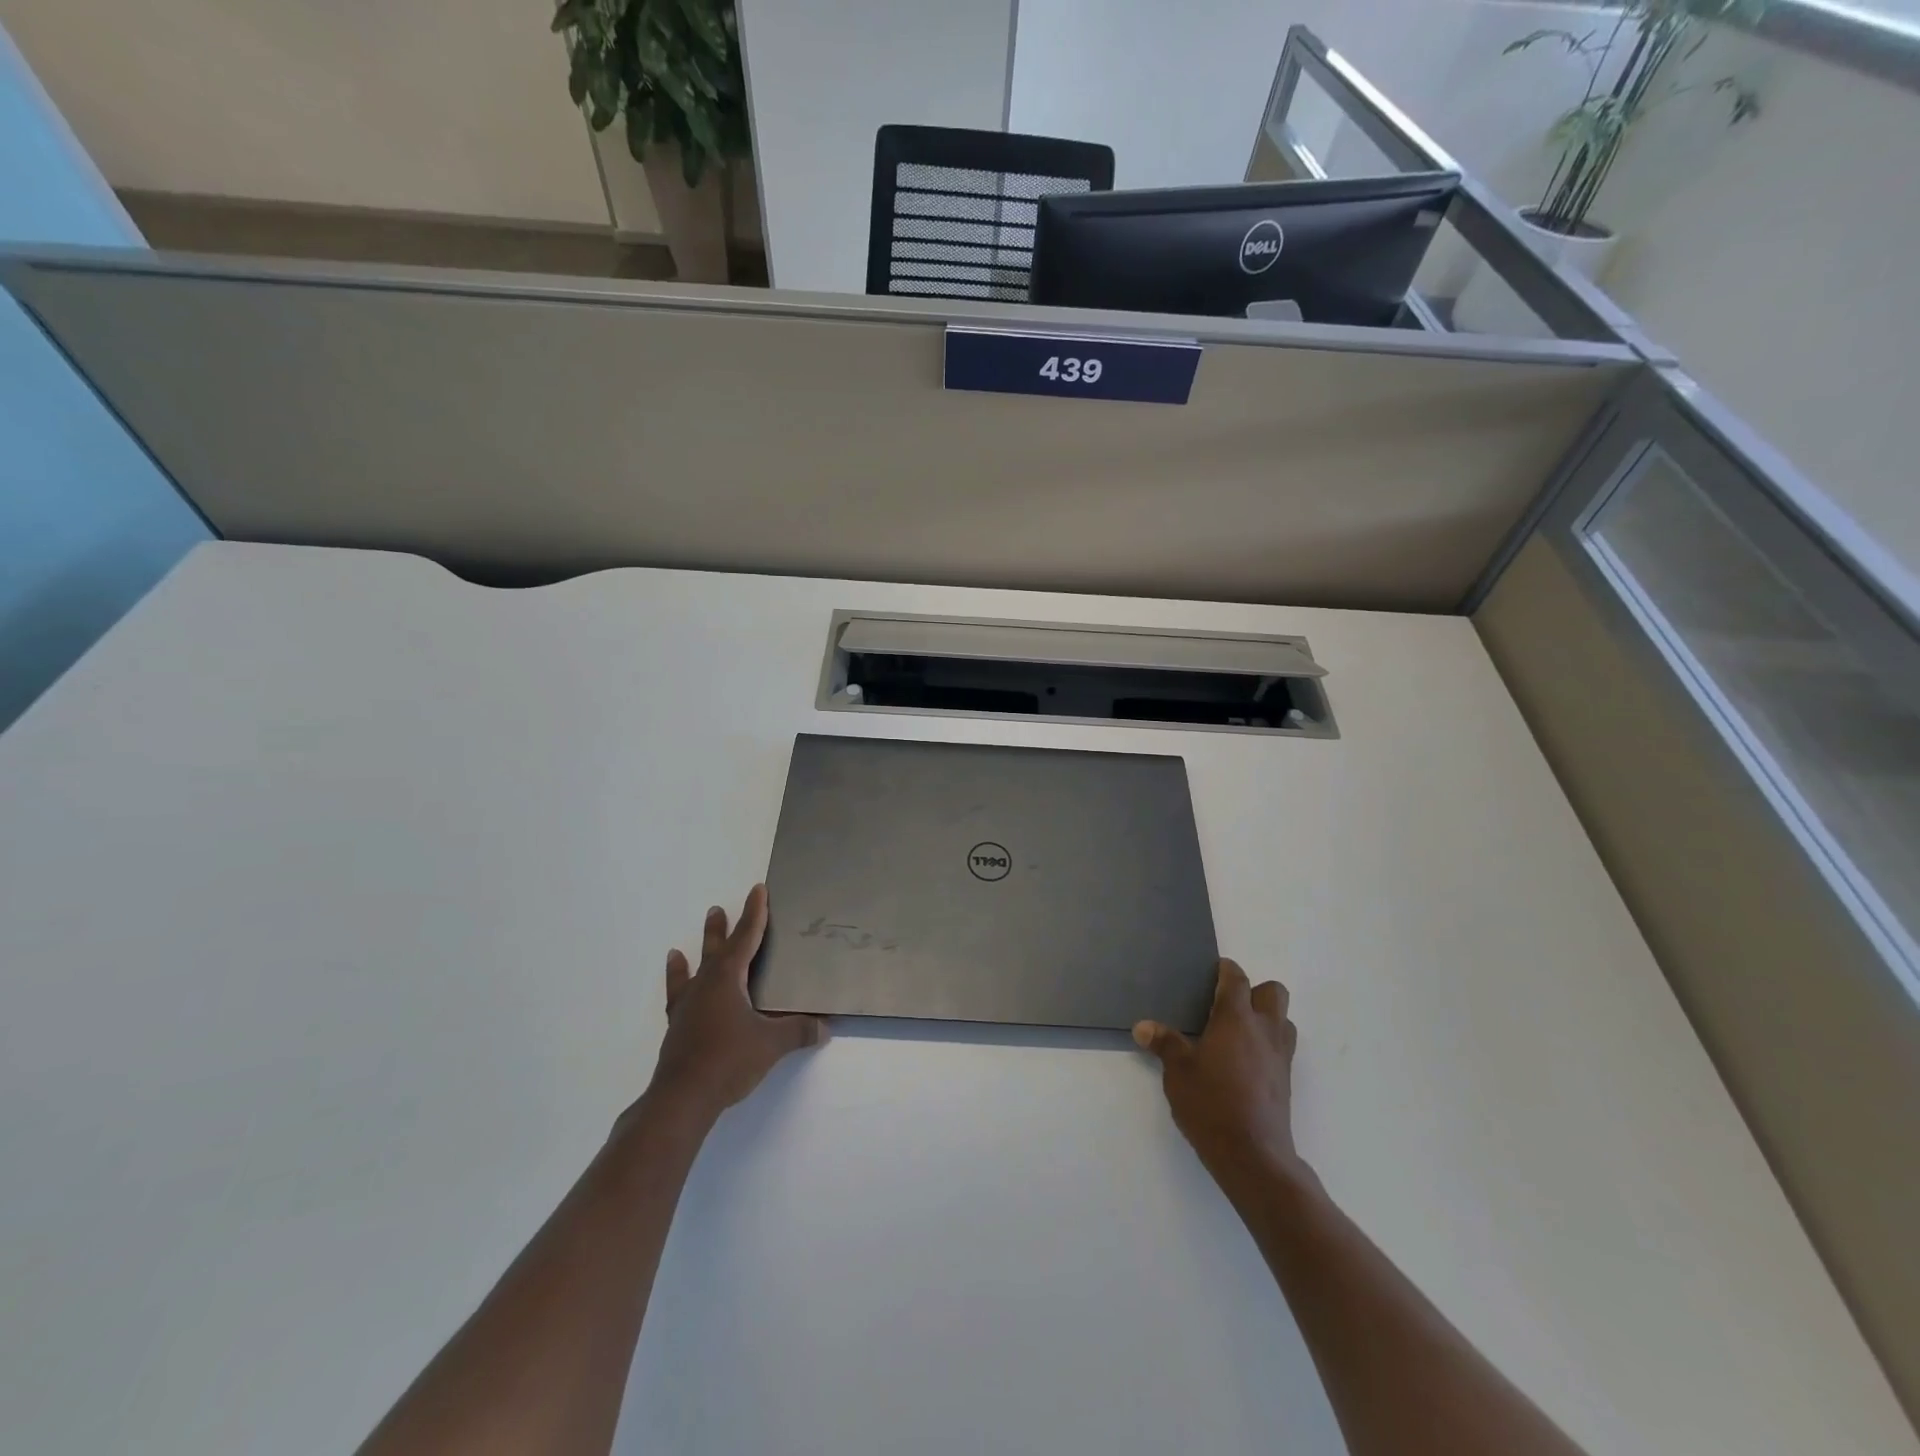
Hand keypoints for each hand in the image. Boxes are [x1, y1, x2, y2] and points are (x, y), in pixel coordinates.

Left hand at [640, 885, 826, 1132]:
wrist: (682, 1098)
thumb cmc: (729, 1061)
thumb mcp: (771, 1044)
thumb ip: (799, 1031)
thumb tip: (825, 1027)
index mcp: (728, 979)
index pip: (746, 938)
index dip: (754, 914)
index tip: (758, 890)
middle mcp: (705, 985)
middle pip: (716, 950)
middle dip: (720, 929)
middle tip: (717, 909)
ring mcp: (687, 1007)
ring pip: (692, 972)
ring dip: (691, 959)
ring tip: (679, 950)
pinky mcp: (677, 1028)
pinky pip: (677, 1000)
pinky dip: (676, 991)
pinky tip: (678, 992)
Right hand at [1134, 960, 1303, 1190]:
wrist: (1253, 1155)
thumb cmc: (1211, 1103)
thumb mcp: (1178, 1072)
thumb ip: (1164, 1044)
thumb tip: (1142, 1026)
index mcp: (1236, 1019)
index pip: (1236, 979)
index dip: (1225, 971)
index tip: (1212, 972)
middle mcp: (1264, 1030)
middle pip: (1273, 992)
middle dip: (1254, 991)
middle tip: (1227, 1005)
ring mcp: (1280, 1056)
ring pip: (1284, 1020)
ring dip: (1266, 1018)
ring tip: (1239, 1033)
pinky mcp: (1287, 1081)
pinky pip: (1283, 1047)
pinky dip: (1268, 1045)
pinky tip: (1245, 1062)